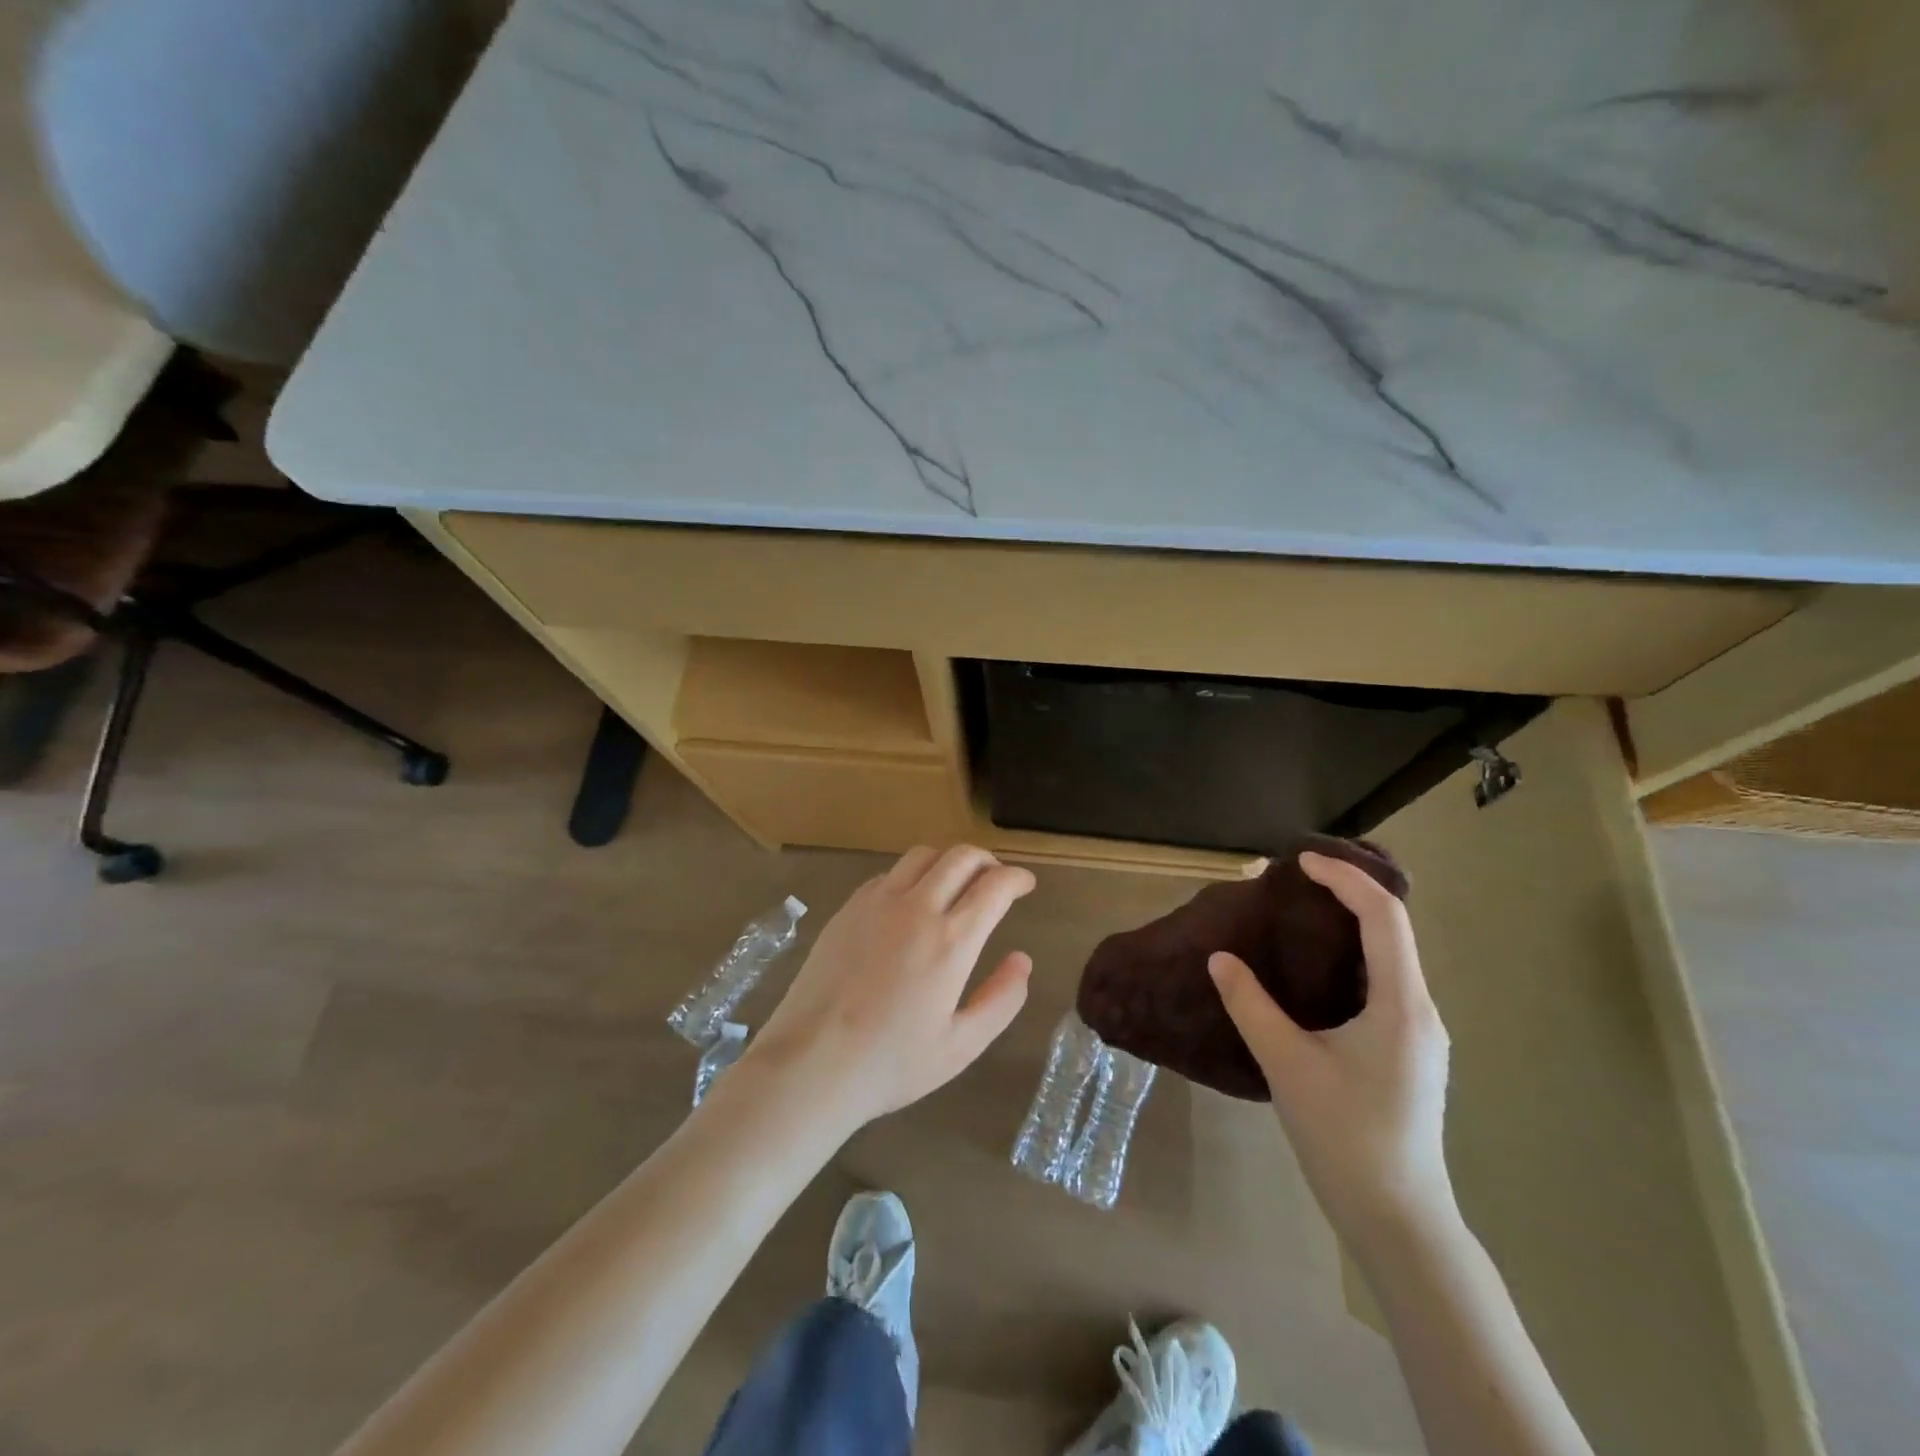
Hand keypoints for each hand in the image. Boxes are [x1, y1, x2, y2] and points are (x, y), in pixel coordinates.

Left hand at [741, 845, 1035, 1135]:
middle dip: (987, 861)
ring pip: (922, 855)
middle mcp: (916, 908)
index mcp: (950, 940)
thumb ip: (1001, 999)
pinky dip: (912, 876)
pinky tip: (911, 903)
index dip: (1017, 878)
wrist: (810, 1064)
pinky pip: (889, 874)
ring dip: (949, 861)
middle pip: (960, 857)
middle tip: (996, 879)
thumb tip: (1022, 960)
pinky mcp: (848, 908)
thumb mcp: (961, 1045)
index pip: (994, 886)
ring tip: (956, 884)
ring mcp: (876, 903)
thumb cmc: (891, 1064)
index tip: (1026, 884)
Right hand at [1209, 850, 1455, 1246]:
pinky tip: (1312, 969)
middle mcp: (1420, 1009)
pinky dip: (1349, 956)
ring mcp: (1418, 1032)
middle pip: (1391, 929)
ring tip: (1295, 915)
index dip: (1344, 878)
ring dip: (1346, 926)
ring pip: (1389, 956)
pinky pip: (1382, 982)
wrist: (1397, 1218)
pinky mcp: (1408, 1050)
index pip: (1383, 917)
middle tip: (1288, 882)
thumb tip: (1220, 958)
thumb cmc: (1345, 1136)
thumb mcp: (1287, 1064)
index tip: (1298, 861)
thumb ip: (1250, 1004)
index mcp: (1401, 1004)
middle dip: (1342, 894)